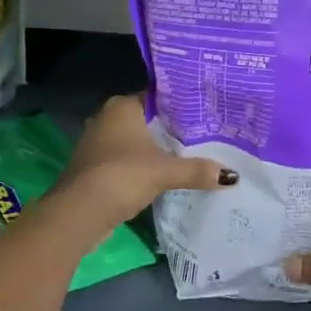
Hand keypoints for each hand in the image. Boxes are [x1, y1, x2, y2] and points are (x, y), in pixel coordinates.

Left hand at [52, 95, 235, 238]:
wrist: (79, 213)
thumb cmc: (121, 176)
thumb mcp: (164, 171)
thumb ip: (196, 170)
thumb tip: (231, 176)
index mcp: (122, 106)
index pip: (158, 97)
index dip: (182, 106)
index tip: (206, 114)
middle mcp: (107, 117)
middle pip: (148, 120)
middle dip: (171, 130)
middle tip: (204, 135)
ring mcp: (97, 142)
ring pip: (135, 141)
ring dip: (155, 150)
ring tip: (189, 155)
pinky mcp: (94, 166)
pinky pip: (125, 159)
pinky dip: (141, 166)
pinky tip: (162, 175)